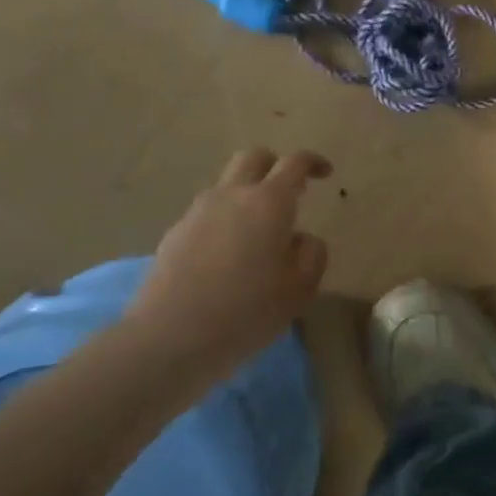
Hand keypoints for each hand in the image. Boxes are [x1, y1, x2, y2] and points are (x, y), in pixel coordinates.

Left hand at [128, 149, 331, 373]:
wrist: (170, 337)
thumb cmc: (246, 313)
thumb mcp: (299, 290)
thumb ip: (311, 255)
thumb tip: (302, 239)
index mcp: (269, 203)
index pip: (295, 164)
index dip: (313, 162)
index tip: (325, 173)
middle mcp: (232, 195)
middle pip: (253, 157)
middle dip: (275, 164)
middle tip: (290, 189)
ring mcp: (198, 211)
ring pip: (227, 183)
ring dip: (247, 192)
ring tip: (258, 230)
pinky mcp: (175, 232)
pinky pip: (207, 211)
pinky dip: (225, 218)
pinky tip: (228, 254)